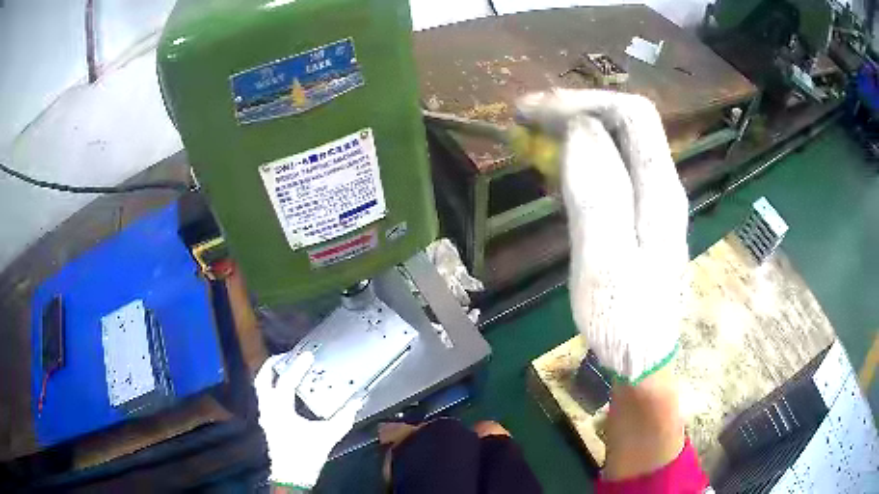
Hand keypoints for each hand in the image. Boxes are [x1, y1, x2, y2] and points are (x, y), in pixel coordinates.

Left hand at [255, 352, 363, 488]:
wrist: (292, 476)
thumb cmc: (306, 455)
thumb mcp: (328, 436)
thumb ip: (344, 418)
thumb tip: (357, 401)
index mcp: (280, 409)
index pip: (286, 381)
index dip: (298, 366)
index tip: (308, 355)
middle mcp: (268, 408)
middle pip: (263, 378)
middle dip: (273, 364)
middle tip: (288, 356)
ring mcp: (265, 415)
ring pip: (261, 387)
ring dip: (271, 374)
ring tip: (285, 368)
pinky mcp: (267, 422)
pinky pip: (264, 396)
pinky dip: (272, 386)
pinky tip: (285, 390)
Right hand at [517, 90, 688, 383]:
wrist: (642, 358)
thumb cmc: (623, 320)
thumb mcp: (605, 262)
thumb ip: (598, 193)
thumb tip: (581, 131)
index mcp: (660, 190)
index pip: (631, 115)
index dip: (582, 103)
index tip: (533, 113)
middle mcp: (663, 185)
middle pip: (626, 122)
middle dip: (576, 110)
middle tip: (527, 120)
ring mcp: (654, 200)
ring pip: (618, 143)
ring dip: (576, 131)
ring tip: (534, 138)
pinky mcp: (640, 215)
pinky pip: (612, 168)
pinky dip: (580, 157)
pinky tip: (556, 169)